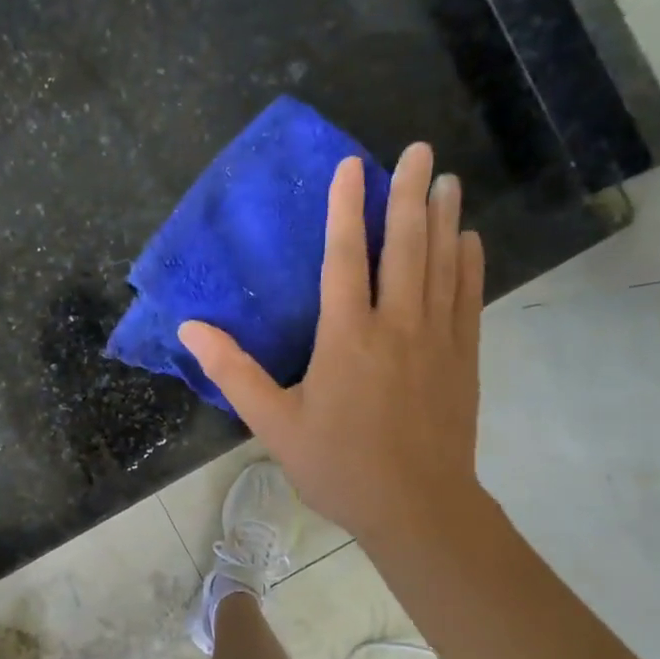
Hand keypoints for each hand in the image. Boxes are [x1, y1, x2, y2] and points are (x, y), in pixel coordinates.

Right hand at [179, 146, 485, 551]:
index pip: (345, 257)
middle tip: (418, 151)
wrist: (417, 508)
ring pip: (442, 264)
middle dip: (408, 194)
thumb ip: (233, 373)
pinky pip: (468, 298)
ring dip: (443, 218)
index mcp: (347, 337)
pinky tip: (468, 239)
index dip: (345, 208)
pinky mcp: (463, 358)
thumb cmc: (339, 466)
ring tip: (446, 180)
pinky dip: (469, 264)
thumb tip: (190, 329)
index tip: (351, 166)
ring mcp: (437, 339)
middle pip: (405, 246)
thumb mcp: (274, 424)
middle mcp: (397, 325)